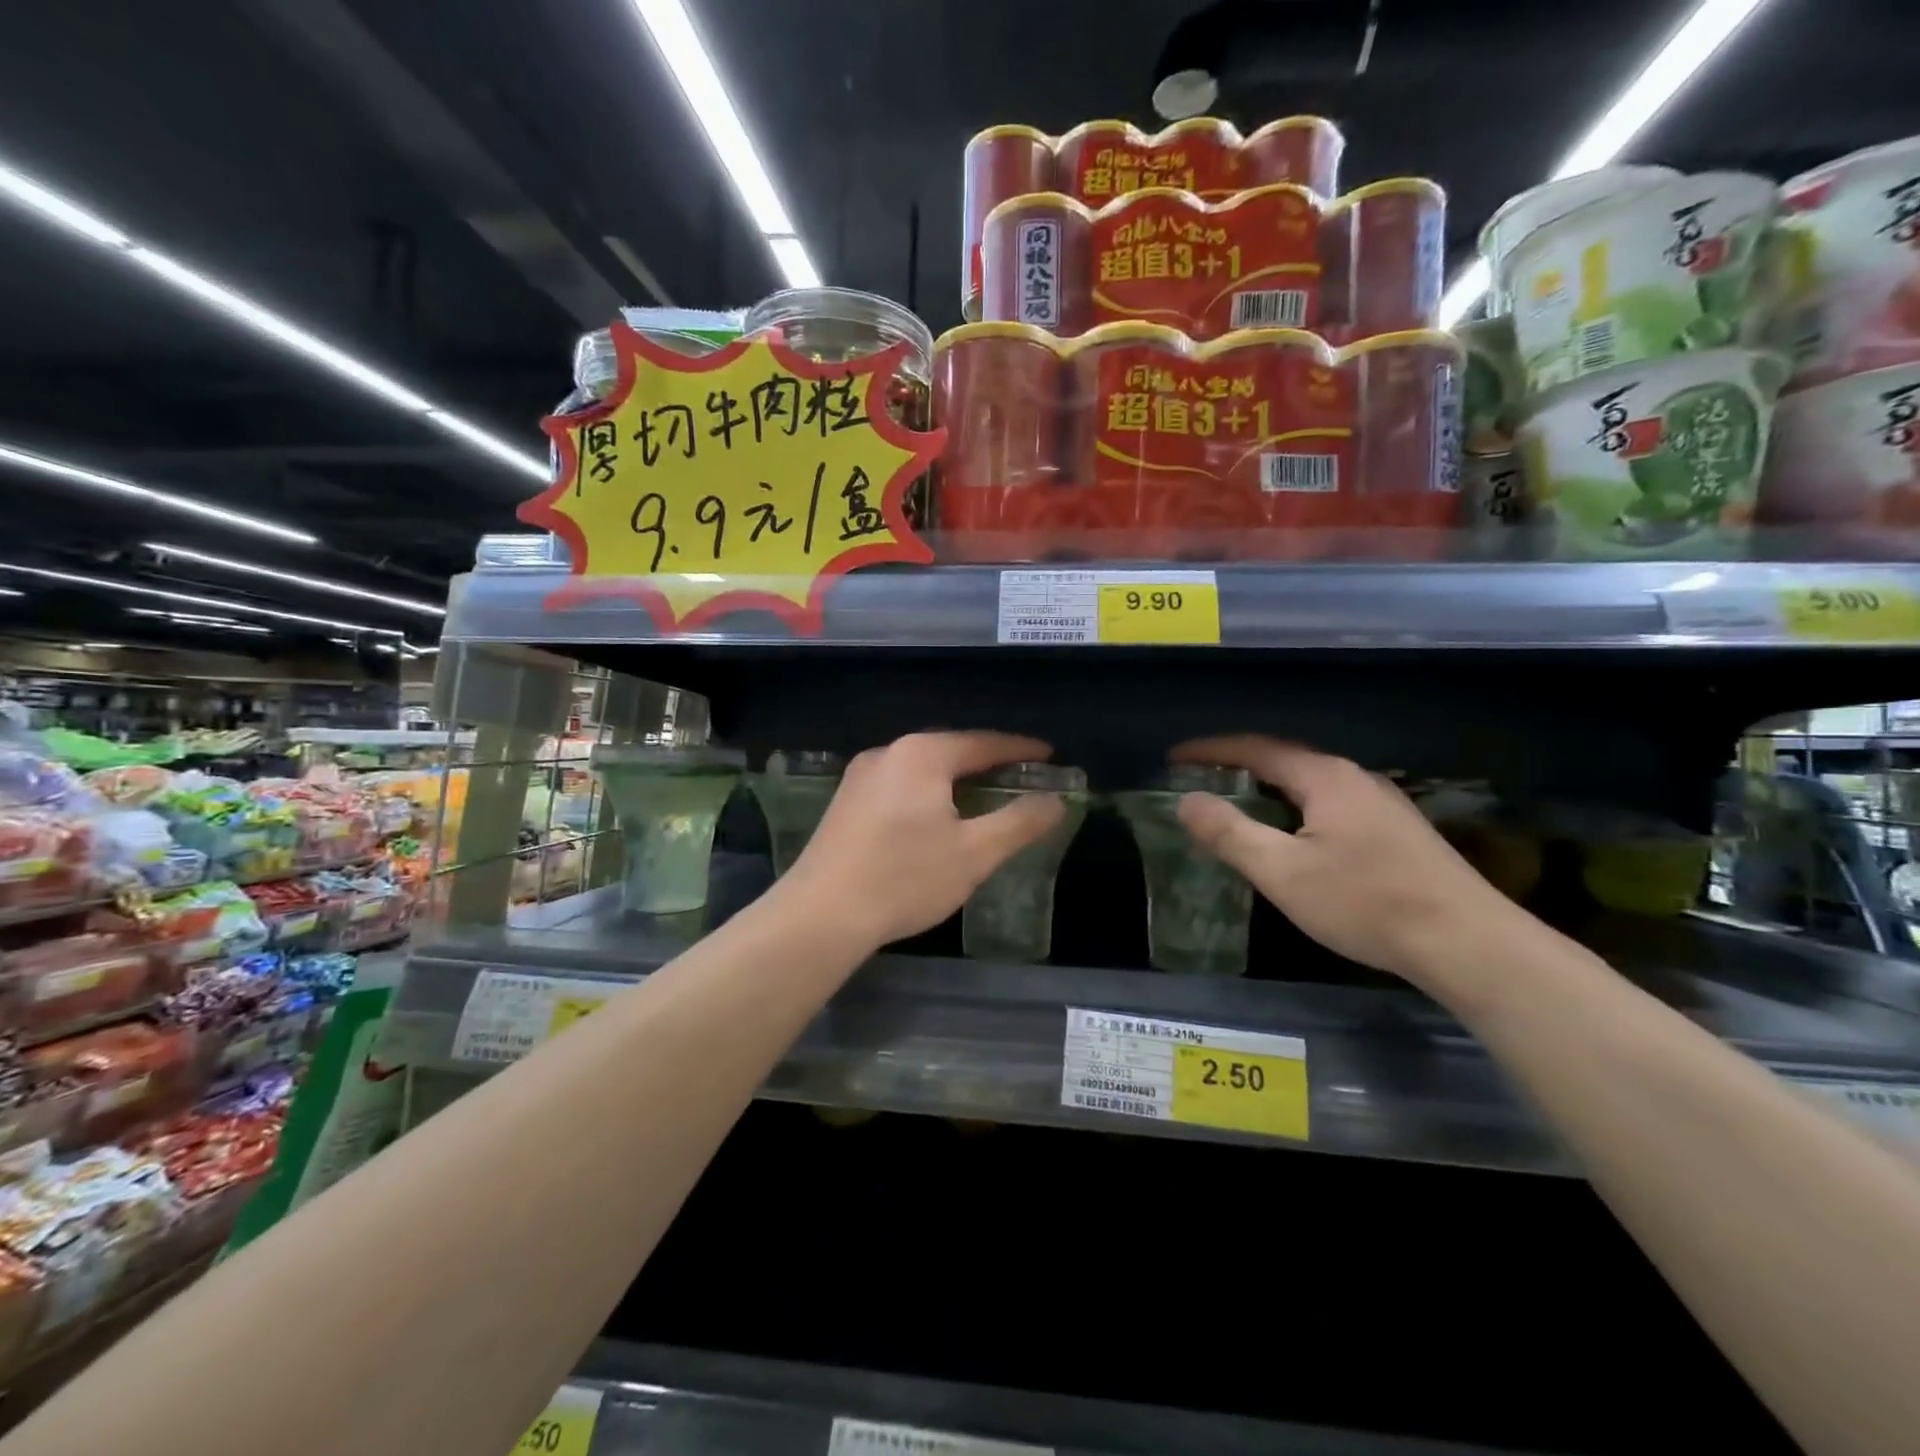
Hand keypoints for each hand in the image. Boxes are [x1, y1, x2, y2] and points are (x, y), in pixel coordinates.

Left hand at [782, 731, 1066, 951]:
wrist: (821, 914)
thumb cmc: (905, 878)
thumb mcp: (974, 853)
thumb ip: (1020, 823)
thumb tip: (1055, 801)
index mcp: (922, 755)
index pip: (983, 742)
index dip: (1020, 749)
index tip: (1048, 755)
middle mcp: (889, 753)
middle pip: (950, 749)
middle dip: (987, 761)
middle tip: (1019, 777)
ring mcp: (861, 776)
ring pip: (922, 767)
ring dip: (955, 777)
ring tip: (983, 795)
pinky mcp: (845, 801)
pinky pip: (899, 784)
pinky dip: (928, 791)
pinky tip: (935, 816)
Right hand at [1171, 736, 1523, 984]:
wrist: (1468, 944)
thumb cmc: (1365, 902)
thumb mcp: (1282, 871)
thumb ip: (1229, 832)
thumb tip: (1187, 801)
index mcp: (1324, 778)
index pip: (1255, 749)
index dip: (1210, 751)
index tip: (1174, 758)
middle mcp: (1354, 778)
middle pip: (1284, 760)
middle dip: (1237, 766)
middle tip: (1199, 780)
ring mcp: (1381, 804)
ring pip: (1309, 784)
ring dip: (1267, 788)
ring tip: (1235, 805)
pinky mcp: (1396, 832)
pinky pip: (1329, 804)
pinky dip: (1294, 808)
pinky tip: (1291, 836)